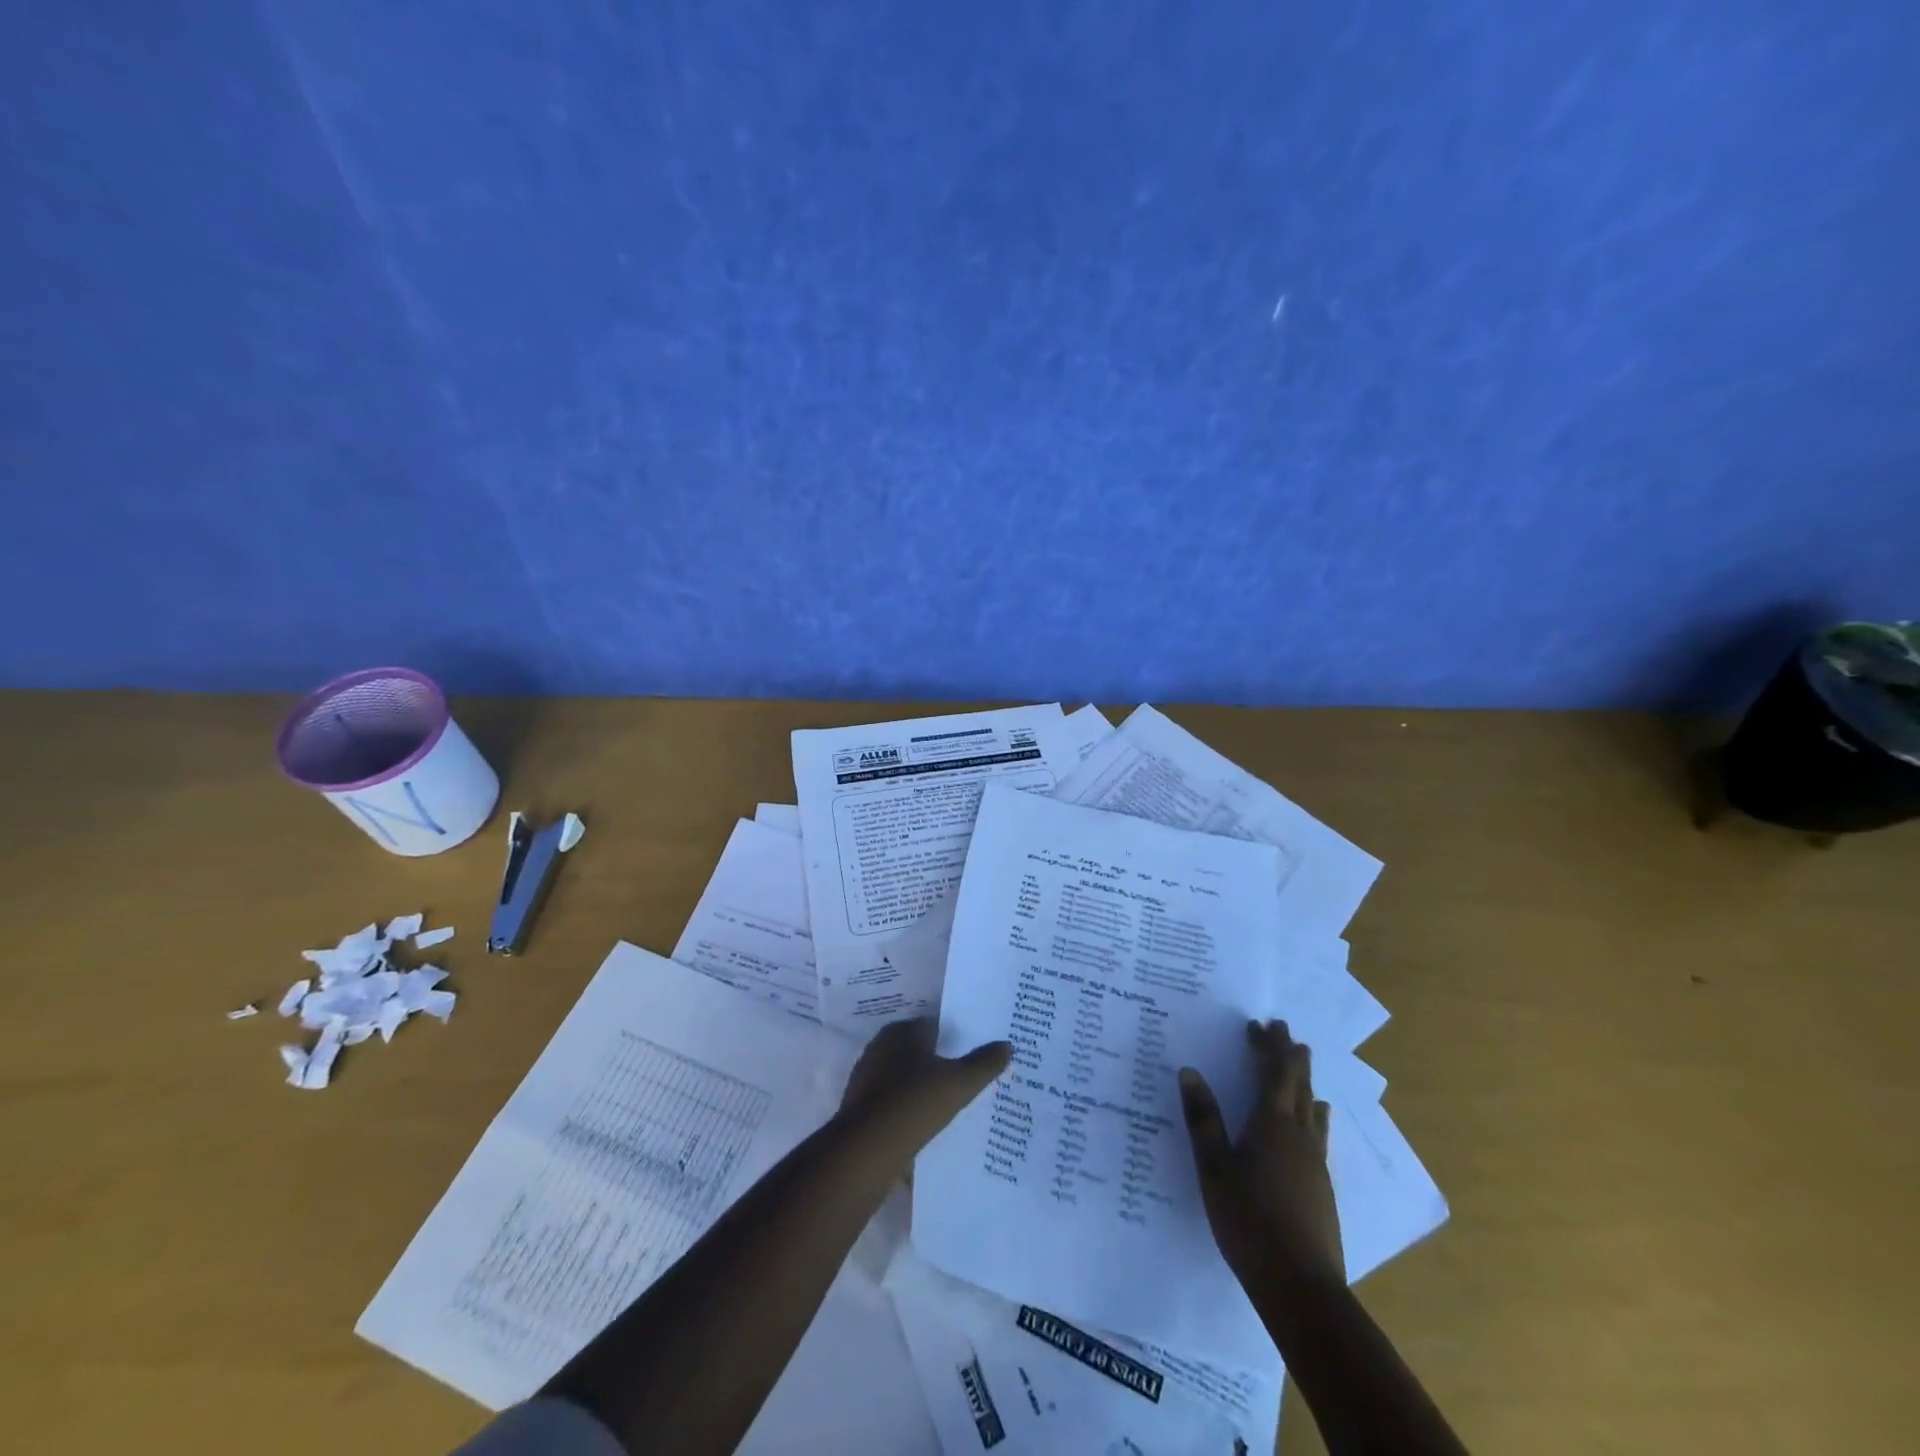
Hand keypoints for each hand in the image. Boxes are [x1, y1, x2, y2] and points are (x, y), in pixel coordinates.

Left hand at [839, 1018, 1010, 1142]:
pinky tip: (921, 1125)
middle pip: (915, 1050)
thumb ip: (984, 1063)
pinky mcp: (858, 1107)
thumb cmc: (915, 1103)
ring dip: (918, 1087)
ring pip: (900, 1077)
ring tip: (945, 1105)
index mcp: (901, 1032)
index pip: (932, 1026)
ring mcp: (865, 1077)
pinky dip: (904, 1109)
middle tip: (962, 1078)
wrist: (867, 1149)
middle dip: (935, 1062)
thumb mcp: (960, 1082)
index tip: (971, 1052)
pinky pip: (889, 1102)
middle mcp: (879, 1047)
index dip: (953, 1037)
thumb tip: (1007, 1045)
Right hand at [1179, 1020, 1344, 1289]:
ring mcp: (1315, 1161)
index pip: (1274, 1073)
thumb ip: (1203, 1119)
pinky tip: (1317, 1119)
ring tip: (1301, 1063)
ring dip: (1304, 1080)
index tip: (1260, 1023)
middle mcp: (1299, 1135)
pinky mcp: (1321, 1185)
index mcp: (1272, 1125)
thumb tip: (1189, 1071)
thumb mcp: (1214, 1169)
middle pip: (1299, 1084)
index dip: (1268, 1046)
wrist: (1302, 1288)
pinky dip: (1314, 1111)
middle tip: (1283, 1029)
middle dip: (1289, 1054)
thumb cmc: (1249, 1222)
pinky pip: (1318, 1131)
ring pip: (1312, 1107)